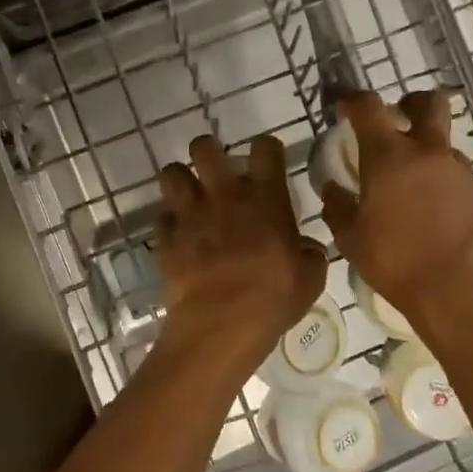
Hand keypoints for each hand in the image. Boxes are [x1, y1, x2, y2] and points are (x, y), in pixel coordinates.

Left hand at [156, 134, 327, 350]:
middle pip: (205, 147)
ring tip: (189, 195)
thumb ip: (308, 252)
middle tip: (215, 170)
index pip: (265, 148)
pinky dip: (169, 222)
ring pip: (172, 173)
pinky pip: (162, 217)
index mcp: (265, 198)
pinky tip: (178, 235)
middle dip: (208, 152)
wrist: (221, 323)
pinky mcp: (166, 237)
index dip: (265, 148)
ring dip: (180, 180)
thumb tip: (305, 247)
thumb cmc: (273, 298)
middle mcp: (224, 195)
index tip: (266, 160)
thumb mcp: (310, 277)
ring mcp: (190, 214)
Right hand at [318, 90, 472, 329]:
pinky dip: (439, 178)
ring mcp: (459, 170)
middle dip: (409, 104)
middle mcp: (428, 151)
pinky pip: (454, 171)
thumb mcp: (351, 239)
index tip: (344, 108)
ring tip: (408, 183)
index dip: (353, 100)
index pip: (369, 107)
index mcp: (389, 156)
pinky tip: (429, 208)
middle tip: (394, 121)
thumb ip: (338, 207)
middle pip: (428, 102)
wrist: (461, 293)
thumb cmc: (396, 262)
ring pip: (442, 141)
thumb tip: (332, 188)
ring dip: (424, 149)